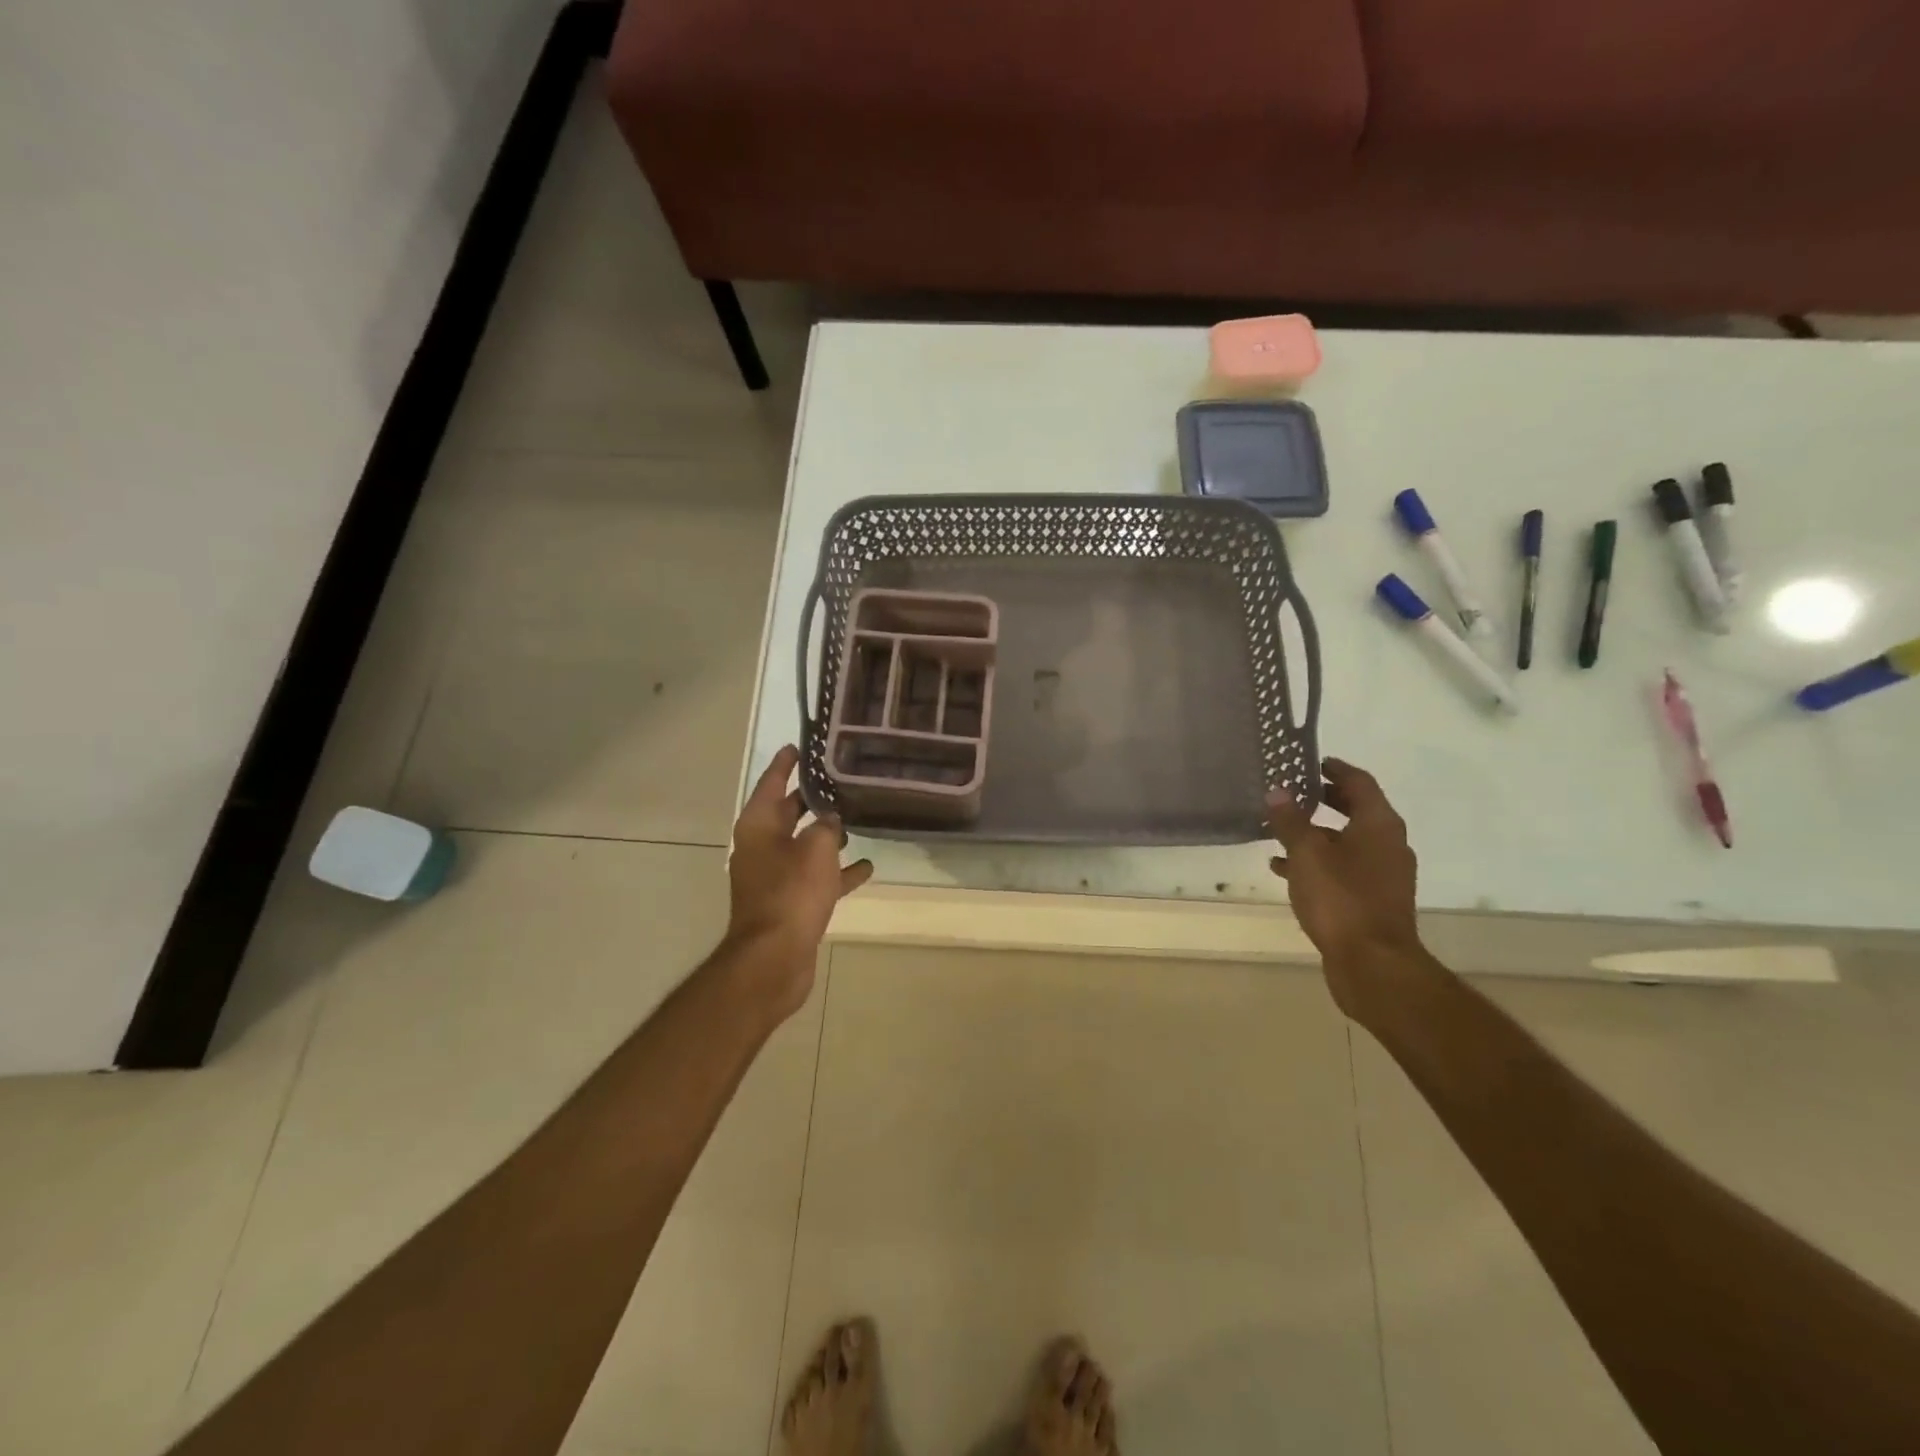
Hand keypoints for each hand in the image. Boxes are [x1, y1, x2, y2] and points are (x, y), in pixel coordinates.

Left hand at [724, 746, 873, 1016]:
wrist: (774, 958)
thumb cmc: (791, 893)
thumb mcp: (816, 849)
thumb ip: (826, 826)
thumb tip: (829, 820)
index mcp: (759, 825)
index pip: (772, 782)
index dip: (786, 763)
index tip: (801, 744)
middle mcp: (762, 846)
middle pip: (788, 812)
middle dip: (811, 797)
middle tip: (839, 777)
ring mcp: (775, 876)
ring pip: (804, 845)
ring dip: (827, 834)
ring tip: (857, 818)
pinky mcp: (790, 901)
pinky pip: (816, 877)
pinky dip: (837, 871)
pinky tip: (866, 867)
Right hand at [1267, 758, 1423, 1022]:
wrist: (1373, 964)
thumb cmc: (1341, 899)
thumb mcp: (1307, 854)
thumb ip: (1290, 821)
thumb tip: (1278, 791)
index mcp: (1379, 825)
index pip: (1359, 782)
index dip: (1335, 769)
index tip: (1310, 761)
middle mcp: (1387, 844)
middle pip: (1355, 810)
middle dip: (1323, 800)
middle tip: (1291, 791)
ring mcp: (1382, 874)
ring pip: (1345, 841)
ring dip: (1315, 833)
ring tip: (1278, 830)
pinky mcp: (1371, 900)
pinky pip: (1341, 868)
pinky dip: (1316, 862)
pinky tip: (1283, 869)